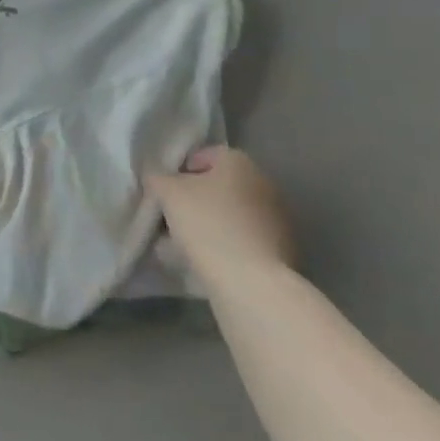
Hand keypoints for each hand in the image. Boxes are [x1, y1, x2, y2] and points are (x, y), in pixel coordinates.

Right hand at [145, 146, 295, 283]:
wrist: (252, 284)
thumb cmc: (207, 225)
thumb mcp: (167, 193)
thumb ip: (157, 178)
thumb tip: (157, 178)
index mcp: (239, 161)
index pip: (202, 156)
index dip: (178, 173)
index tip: (164, 194)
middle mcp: (263, 182)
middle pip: (217, 187)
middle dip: (193, 202)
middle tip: (171, 222)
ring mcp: (277, 218)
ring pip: (230, 216)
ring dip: (209, 226)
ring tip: (184, 249)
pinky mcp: (282, 250)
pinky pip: (243, 241)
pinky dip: (226, 248)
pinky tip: (207, 265)